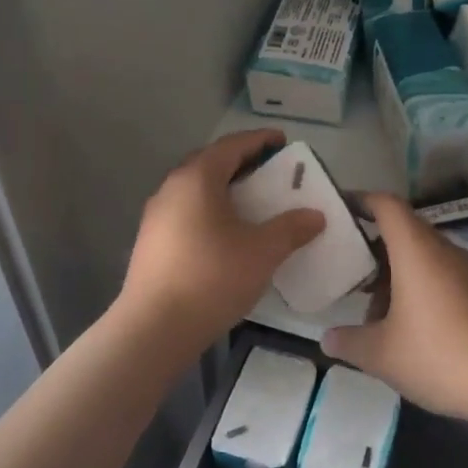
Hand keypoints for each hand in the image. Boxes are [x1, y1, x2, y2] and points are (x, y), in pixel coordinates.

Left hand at [120, 130, 325, 347]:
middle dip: (241, 163)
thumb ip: (291, 228)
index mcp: (198, 178)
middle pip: (210, 163)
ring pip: (196, 189)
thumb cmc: (212, 278)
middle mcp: (172, 187)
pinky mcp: (151, 241)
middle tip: (269, 173)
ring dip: (224, 189)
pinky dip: (210, 211)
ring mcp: (156, 215)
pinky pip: (186, 211)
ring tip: (251, 204)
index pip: (232, 145)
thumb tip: (315, 215)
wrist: (155, 327)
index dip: (260, 140)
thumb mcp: (262, 252)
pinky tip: (226, 234)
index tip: (283, 141)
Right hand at [321, 194, 467, 427]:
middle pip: (402, 230)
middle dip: (371, 246)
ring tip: (371, 309)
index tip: (337, 210)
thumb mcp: (382, 354)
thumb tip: (327, 338)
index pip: (386, 205)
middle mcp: (442, 250)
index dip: (360, 200)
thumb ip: (349, 342)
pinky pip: (439, 275)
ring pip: (421, 256)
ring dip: (393, 273)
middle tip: (344, 267)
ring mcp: (465, 271)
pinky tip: (405, 325)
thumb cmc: (440, 356)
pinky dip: (416, 287)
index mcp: (416, 250)